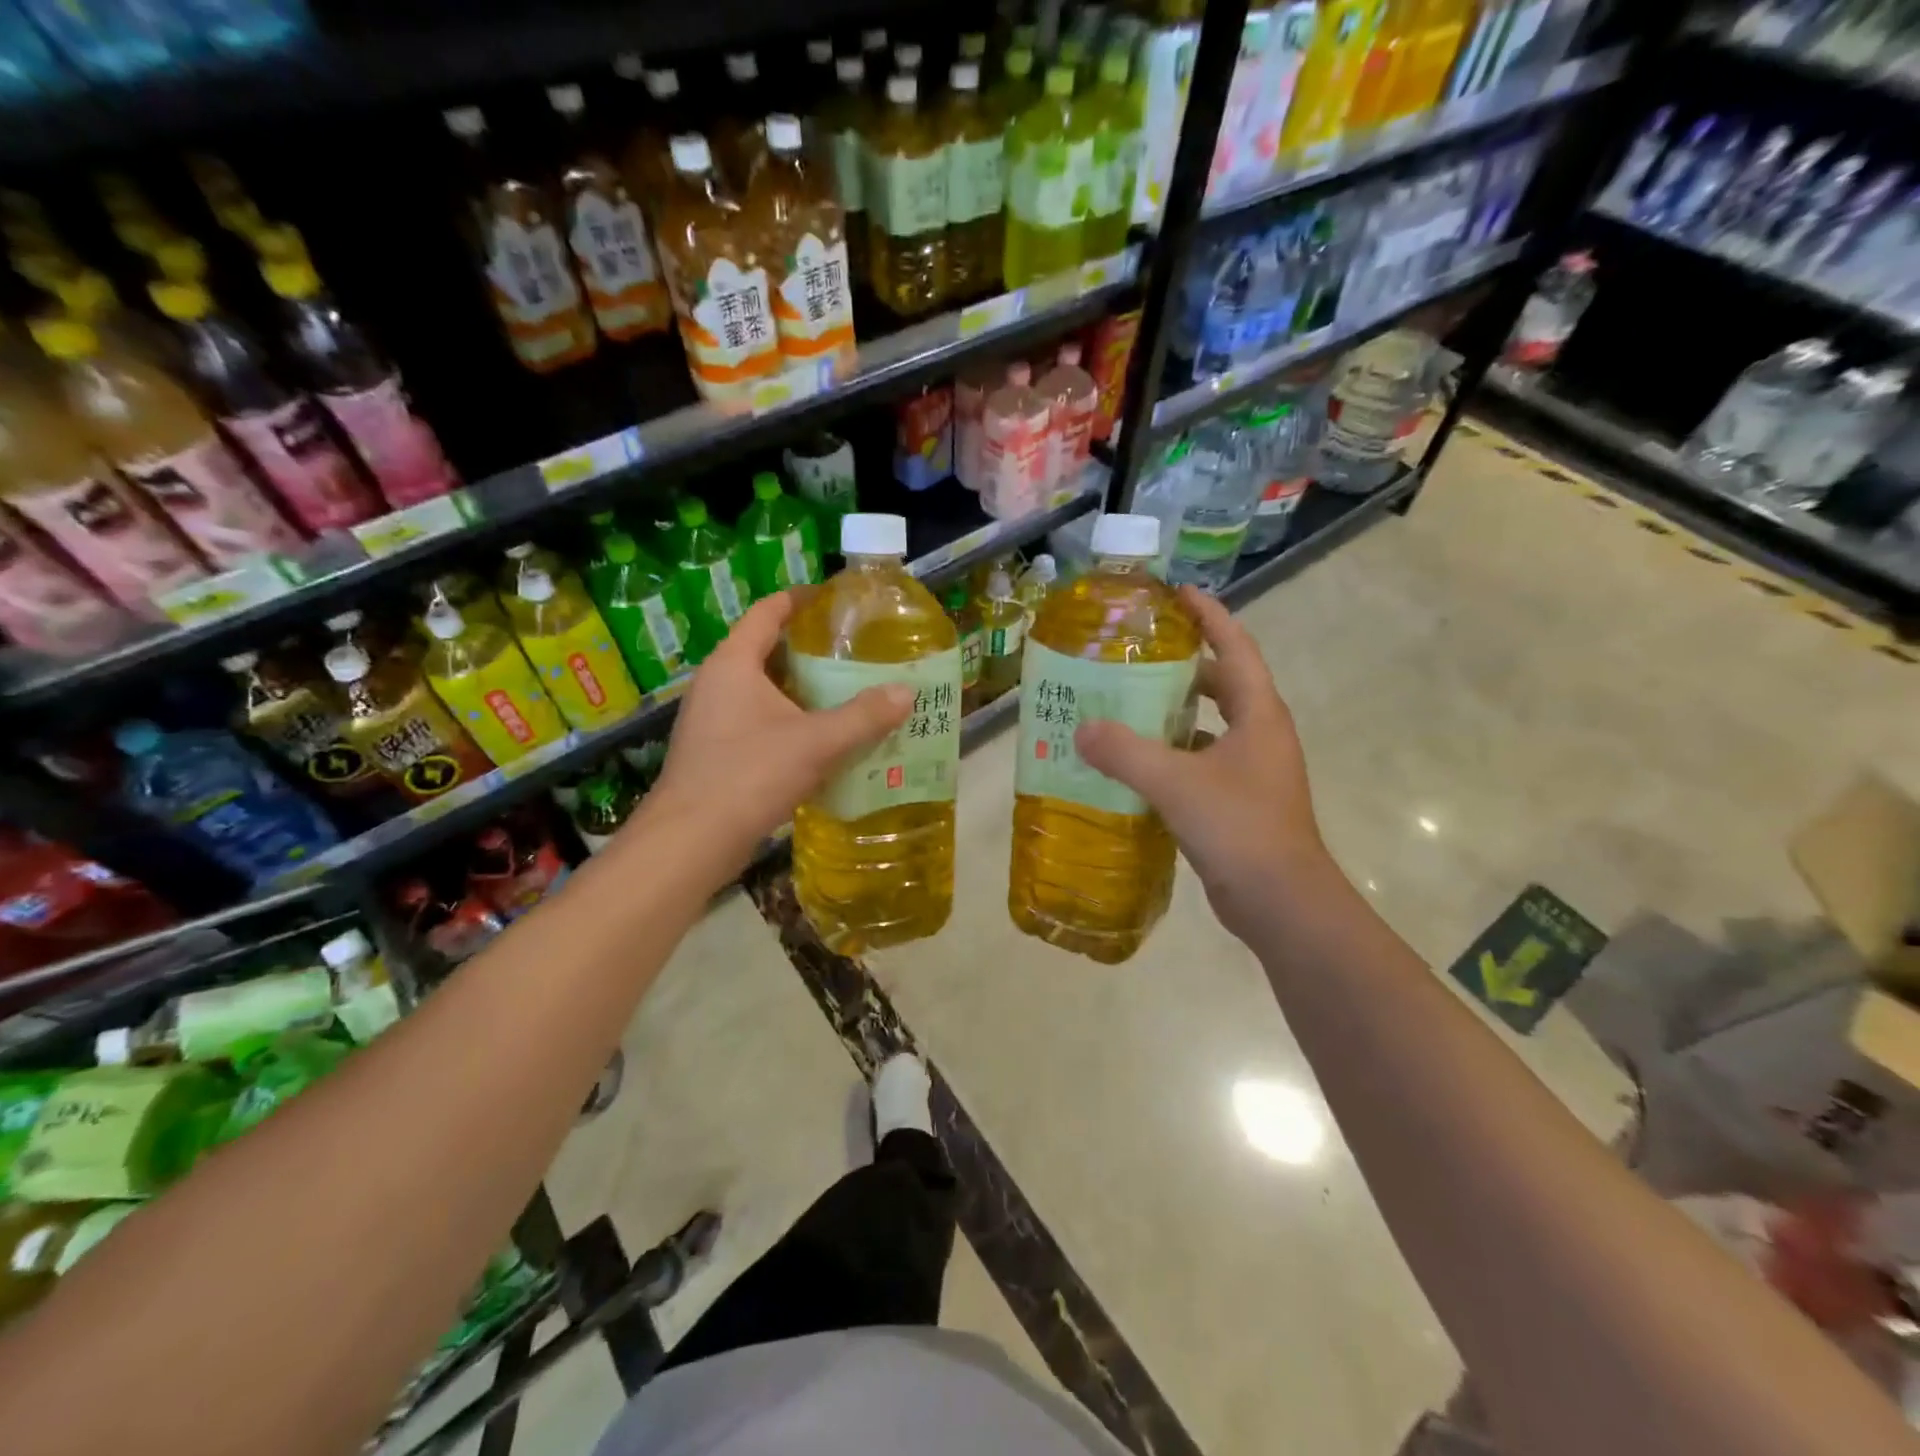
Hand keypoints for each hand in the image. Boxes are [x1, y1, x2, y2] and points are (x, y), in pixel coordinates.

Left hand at [645, 591, 911, 876]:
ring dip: (802, 691)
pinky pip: (758, 722)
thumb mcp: (817, 742)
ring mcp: (712, 720)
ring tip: (847, 694)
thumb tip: (906, 692)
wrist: (692, 840)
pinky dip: (790, 722)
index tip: (835, 599)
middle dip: (810, 651)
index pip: (767, 612)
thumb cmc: (750, 774)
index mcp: (733, 663)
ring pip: (764, 691)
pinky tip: (822, 741)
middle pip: (767, 651)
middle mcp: (717, 683)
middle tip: (855, 654)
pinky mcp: (715, 753)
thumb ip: (864, 716)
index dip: (800, 600)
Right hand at [1074, 586, 1326, 940]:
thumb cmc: (1239, 828)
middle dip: (1182, 666)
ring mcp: (1252, 771)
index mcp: (1257, 715)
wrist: (1282, 902)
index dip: (1209, 617)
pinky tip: (1133, 767)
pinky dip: (1170, 757)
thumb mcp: (1176, 783)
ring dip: (1172, 715)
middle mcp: (1259, 735)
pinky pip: (1199, 764)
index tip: (1177, 594)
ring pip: (1208, 727)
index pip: (1235, 648)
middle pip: (1221, 684)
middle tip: (1135, 657)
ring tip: (1124, 708)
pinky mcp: (1238, 802)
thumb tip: (1081, 729)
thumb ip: (1125, 752)